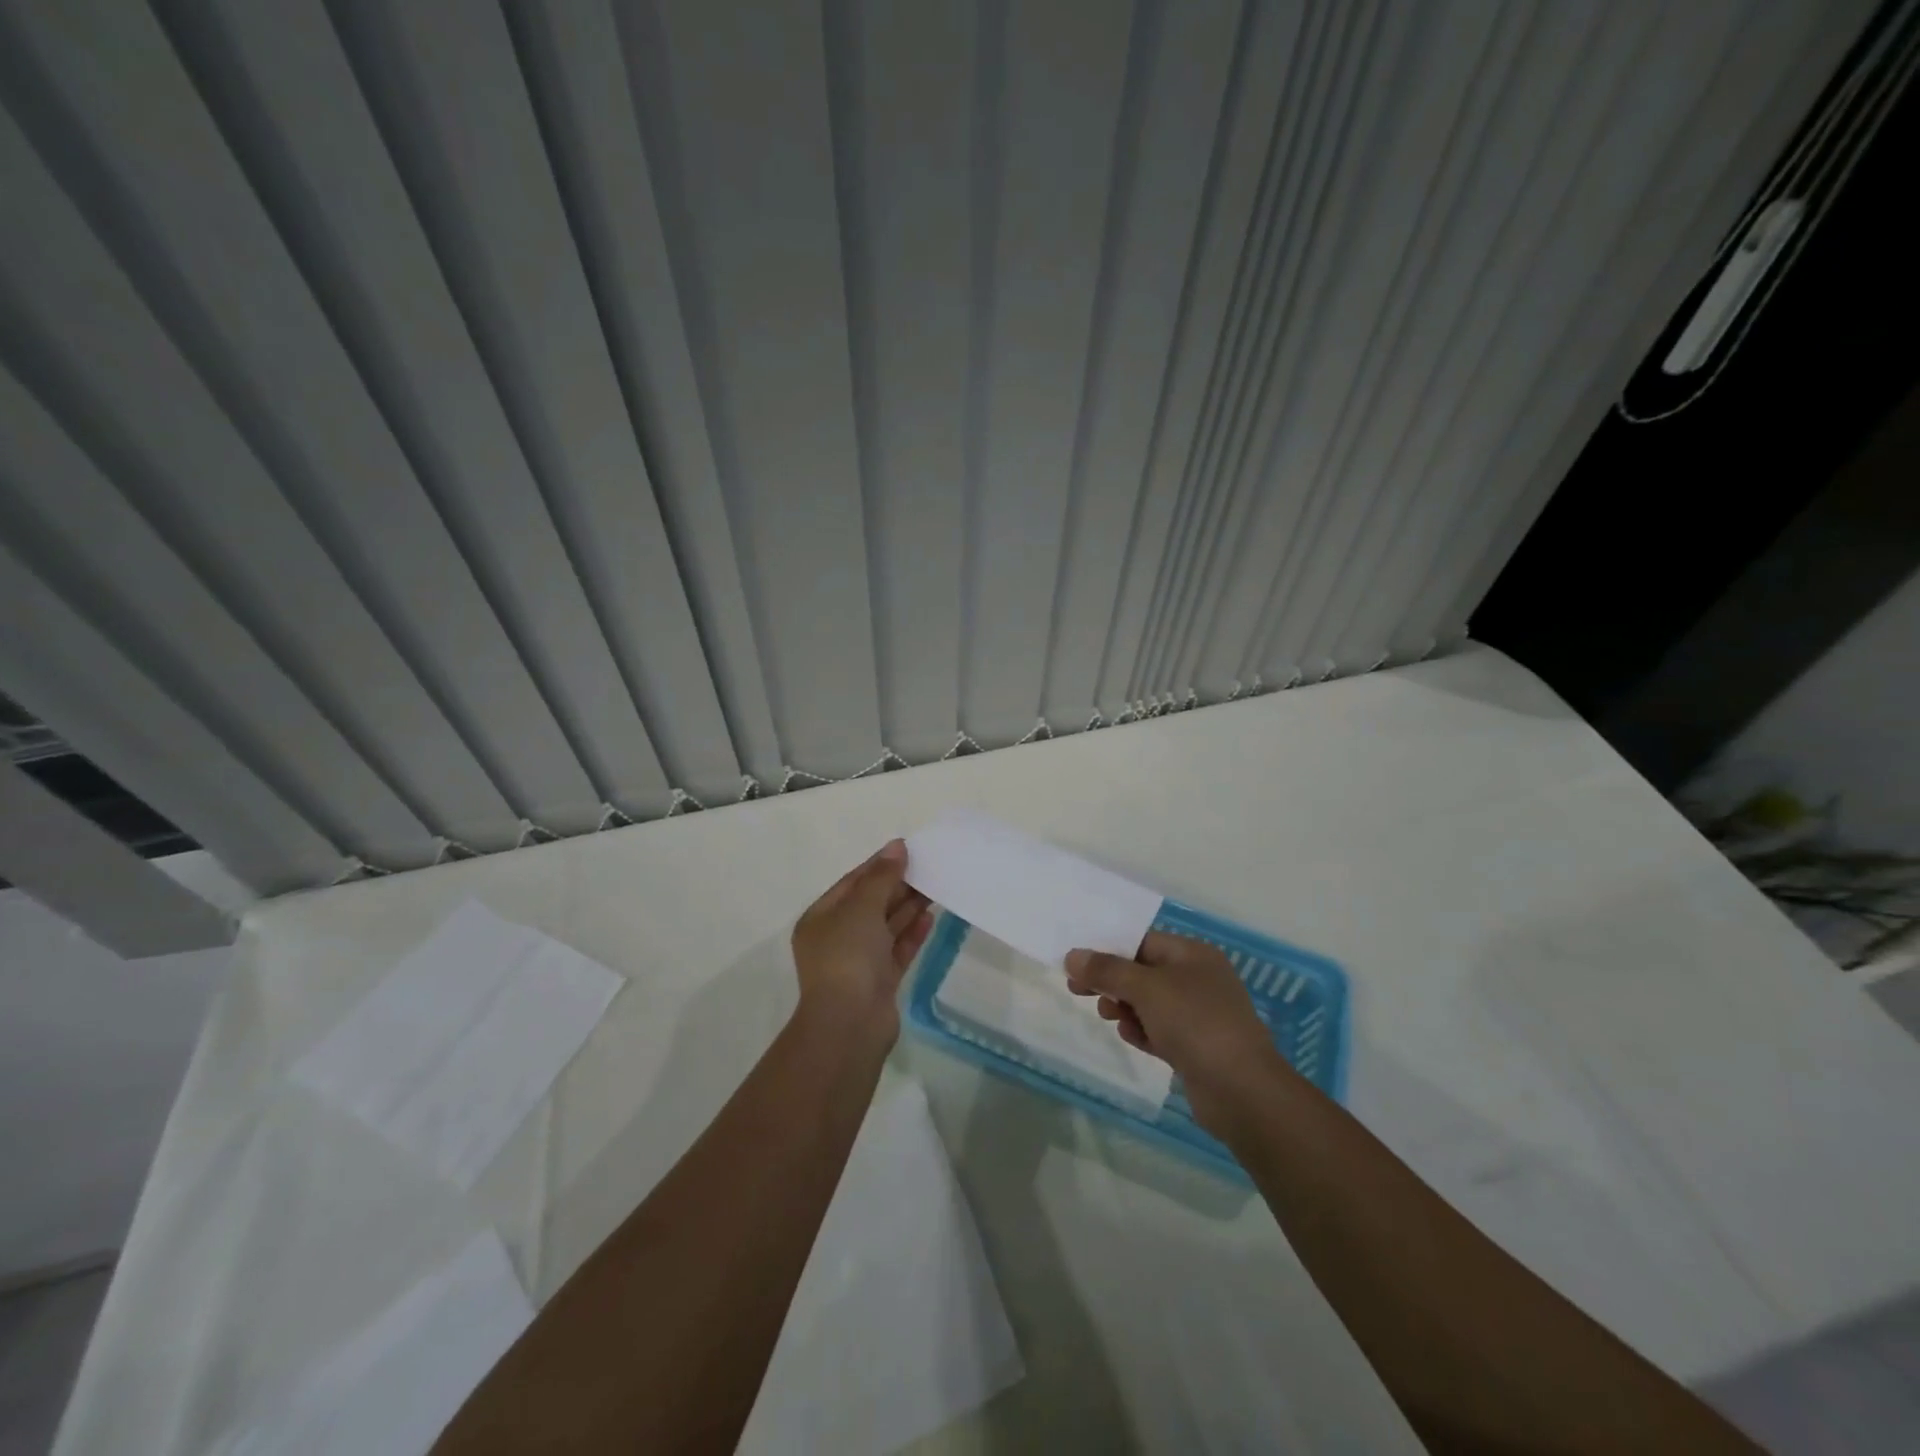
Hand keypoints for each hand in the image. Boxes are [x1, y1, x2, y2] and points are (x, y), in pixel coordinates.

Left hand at [791, 840, 932, 1044]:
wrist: (850, 1023)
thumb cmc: (848, 956)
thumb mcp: (862, 907)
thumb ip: (882, 876)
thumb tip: (897, 846)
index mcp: (821, 918)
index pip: (852, 883)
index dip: (879, 865)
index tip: (907, 850)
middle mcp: (837, 938)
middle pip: (871, 904)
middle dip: (898, 886)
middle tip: (929, 867)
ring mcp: (858, 962)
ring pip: (886, 927)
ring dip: (908, 908)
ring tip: (936, 887)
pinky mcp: (880, 982)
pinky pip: (897, 950)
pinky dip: (912, 934)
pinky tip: (931, 918)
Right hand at [1066, 932, 1283, 1126]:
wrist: (1242, 1091)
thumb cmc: (1194, 1023)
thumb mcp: (1146, 989)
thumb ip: (1107, 971)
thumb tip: (1072, 956)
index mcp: (1193, 955)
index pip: (1142, 941)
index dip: (1107, 949)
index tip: (1076, 963)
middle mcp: (1199, 979)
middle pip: (1143, 972)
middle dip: (1111, 981)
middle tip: (1078, 991)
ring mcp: (1200, 1015)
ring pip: (1150, 1003)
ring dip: (1124, 1007)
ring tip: (1108, 1016)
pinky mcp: (1197, 1047)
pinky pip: (1160, 1030)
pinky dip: (1142, 1030)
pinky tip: (1129, 1037)